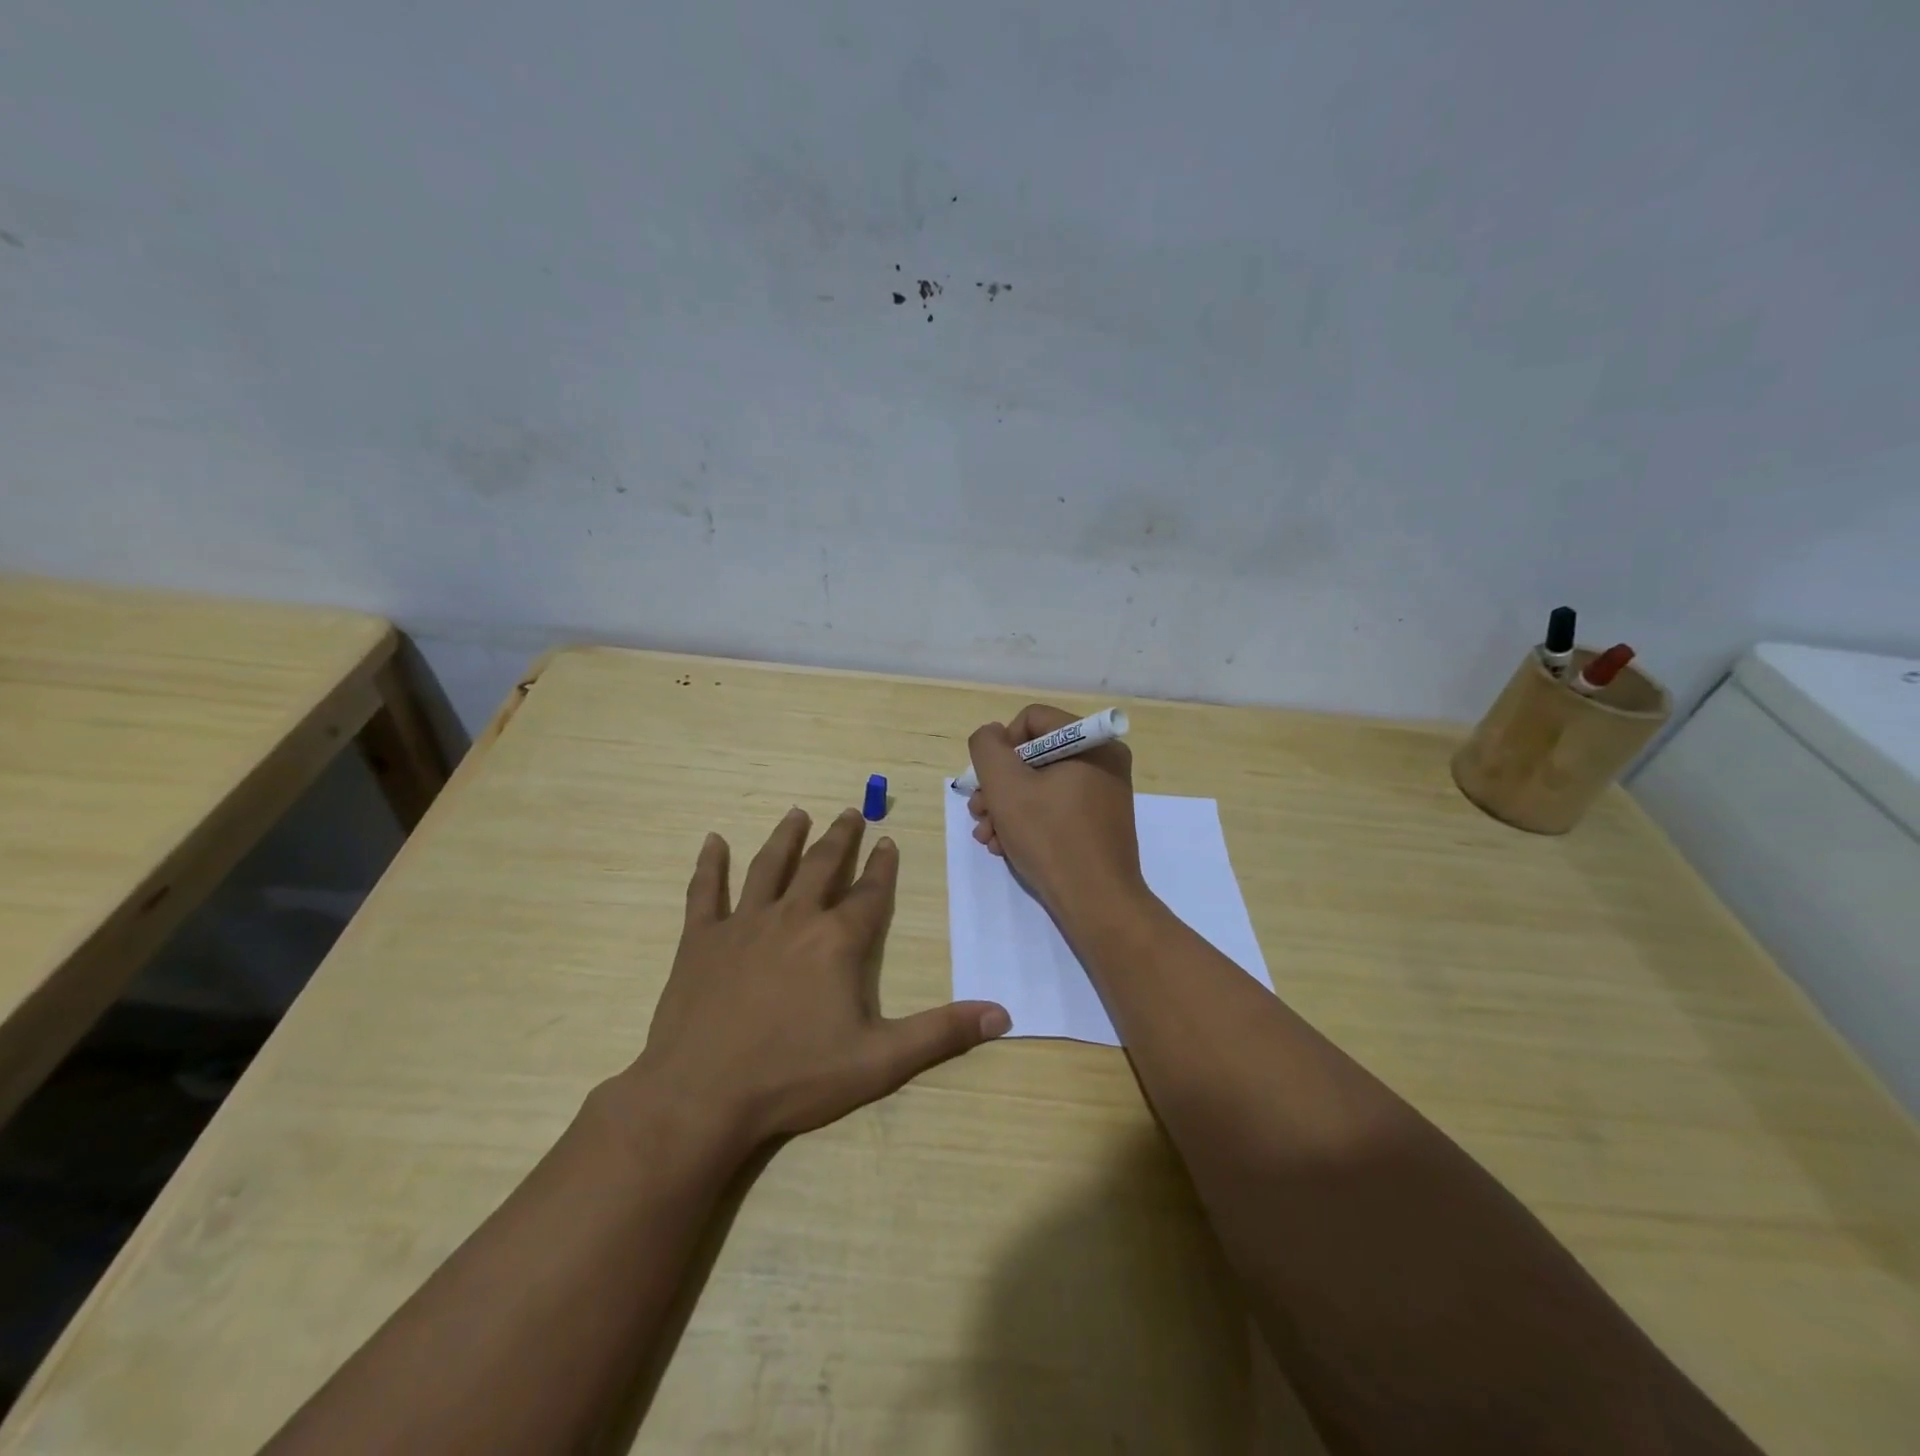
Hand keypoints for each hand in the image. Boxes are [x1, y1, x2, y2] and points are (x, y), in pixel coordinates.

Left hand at [634, 807, 1009, 1155]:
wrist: (702, 1096)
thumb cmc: (794, 1076)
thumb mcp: (880, 1061)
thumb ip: (941, 1033)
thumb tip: (1003, 1013)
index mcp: (837, 941)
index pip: (868, 893)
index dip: (883, 867)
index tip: (889, 841)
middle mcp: (793, 918)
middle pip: (821, 866)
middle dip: (840, 838)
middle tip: (850, 812)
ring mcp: (743, 925)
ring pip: (768, 867)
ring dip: (785, 838)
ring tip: (797, 813)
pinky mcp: (701, 941)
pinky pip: (705, 892)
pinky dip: (710, 864)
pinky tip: (712, 840)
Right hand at [966, 704, 1148, 931]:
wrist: (1096, 903)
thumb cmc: (1051, 837)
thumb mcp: (1006, 786)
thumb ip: (987, 748)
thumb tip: (992, 735)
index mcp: (1092, 742)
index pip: (1032, 720)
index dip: (1002, 746)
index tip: (990, 782)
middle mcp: (1104, 761)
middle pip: (1034, 755)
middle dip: (999, 785)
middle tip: (979, 813)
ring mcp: (1104, 794)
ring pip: (1040, 785)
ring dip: (1006, 807)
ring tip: (987, 836)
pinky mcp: (1098, 823)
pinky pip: (1056, 807)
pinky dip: (1027, 822)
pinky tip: (1006, 846)